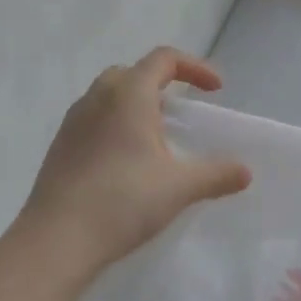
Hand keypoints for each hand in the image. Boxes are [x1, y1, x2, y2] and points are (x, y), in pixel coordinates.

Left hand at [15, 48, 251, 279]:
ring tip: (157, 137)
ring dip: (137, 105)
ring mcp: (73, 122)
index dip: (195, 67)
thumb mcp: (180, 187)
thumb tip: (245, 172)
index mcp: (129, 95)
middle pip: (133, 73)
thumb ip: (217, 175)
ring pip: (109, 96)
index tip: (216, 90)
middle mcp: (97, 99)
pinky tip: (128, 162)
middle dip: (163, 83)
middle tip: (183, 110)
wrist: (56, 241)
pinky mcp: (61, 148)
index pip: (164, 59)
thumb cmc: (123, 201)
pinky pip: (94, 121)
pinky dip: (117, 126)